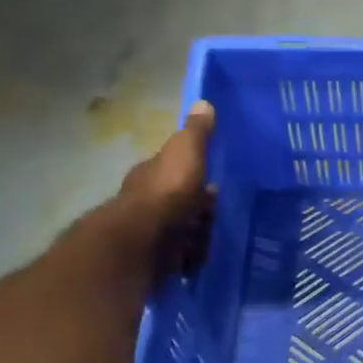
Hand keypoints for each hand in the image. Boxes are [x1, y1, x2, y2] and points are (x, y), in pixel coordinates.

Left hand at [108, 101, 216, 276]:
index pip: (174, 169)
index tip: (214, 183)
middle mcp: (146, 201)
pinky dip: (190, 259)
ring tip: (212, 239)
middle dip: (198, 209)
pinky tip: (201, 260)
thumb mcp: (186, 152)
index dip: (193, 174)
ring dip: (196, 235)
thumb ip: (196, 132)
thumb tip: (203, 102)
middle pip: (180, 202)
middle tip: (217, 214)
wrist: (144, 241)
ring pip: (181, 230)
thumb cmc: (167, 192)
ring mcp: (149, 232)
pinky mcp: (154, 259)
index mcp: (152, 173)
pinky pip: (179, 258)